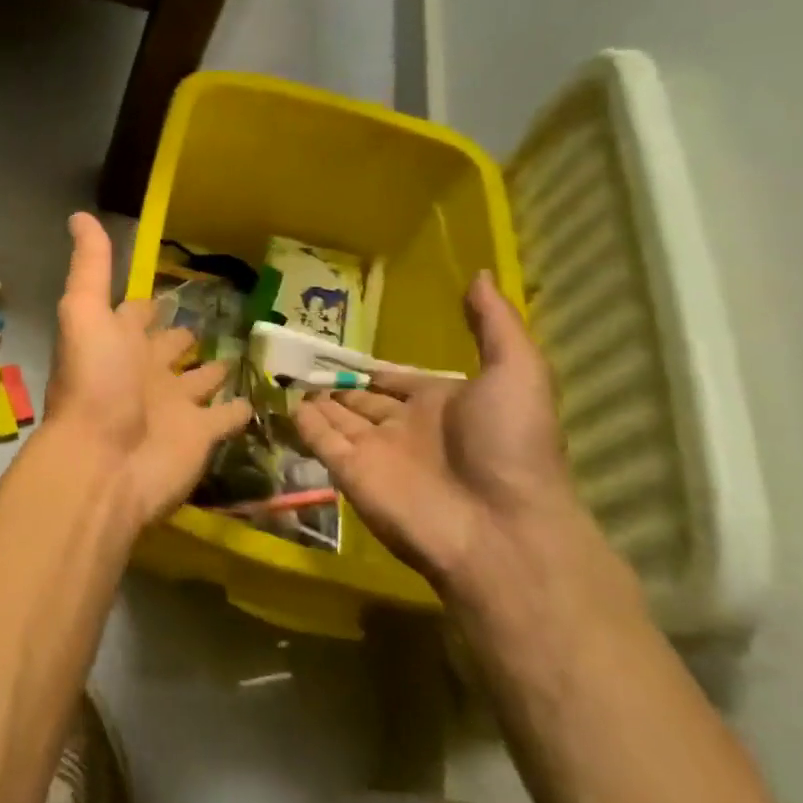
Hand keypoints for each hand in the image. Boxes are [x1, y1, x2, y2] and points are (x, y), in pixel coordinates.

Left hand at [45, 213, 251, 527]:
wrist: (104, 462)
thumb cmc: (95, 382)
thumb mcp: (85, 312)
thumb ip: (91, 267)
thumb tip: (80, 214)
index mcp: (118, 341)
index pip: (134, 314)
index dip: (147, 304)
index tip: (169, 287)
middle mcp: (146, 370)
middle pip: (168, 347)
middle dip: (182, 334)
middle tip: (212, 316)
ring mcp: (175, 404)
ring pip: (199, 380)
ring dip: (213, 368)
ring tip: (238, 350)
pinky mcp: (201, 434)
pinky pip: (226, 417)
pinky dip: (239, 409)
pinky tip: (256, 397)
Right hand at [294, 271, 600, 605]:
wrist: (499, 528)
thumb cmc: (510, 445)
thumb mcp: (517, 372)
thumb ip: (493, 324)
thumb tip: (477, 273)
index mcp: (443, 405)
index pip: (400, 382)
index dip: (378, 369)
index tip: (349, 352)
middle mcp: (405, 427)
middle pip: (364, 400)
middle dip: (340, 383)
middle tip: (304, 360)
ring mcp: (374, 451)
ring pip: (337, 418)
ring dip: (317, 400)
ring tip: (285, 374)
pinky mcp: (348, 472)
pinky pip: (319, 439)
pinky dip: (302, 422)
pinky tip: (284, 400)